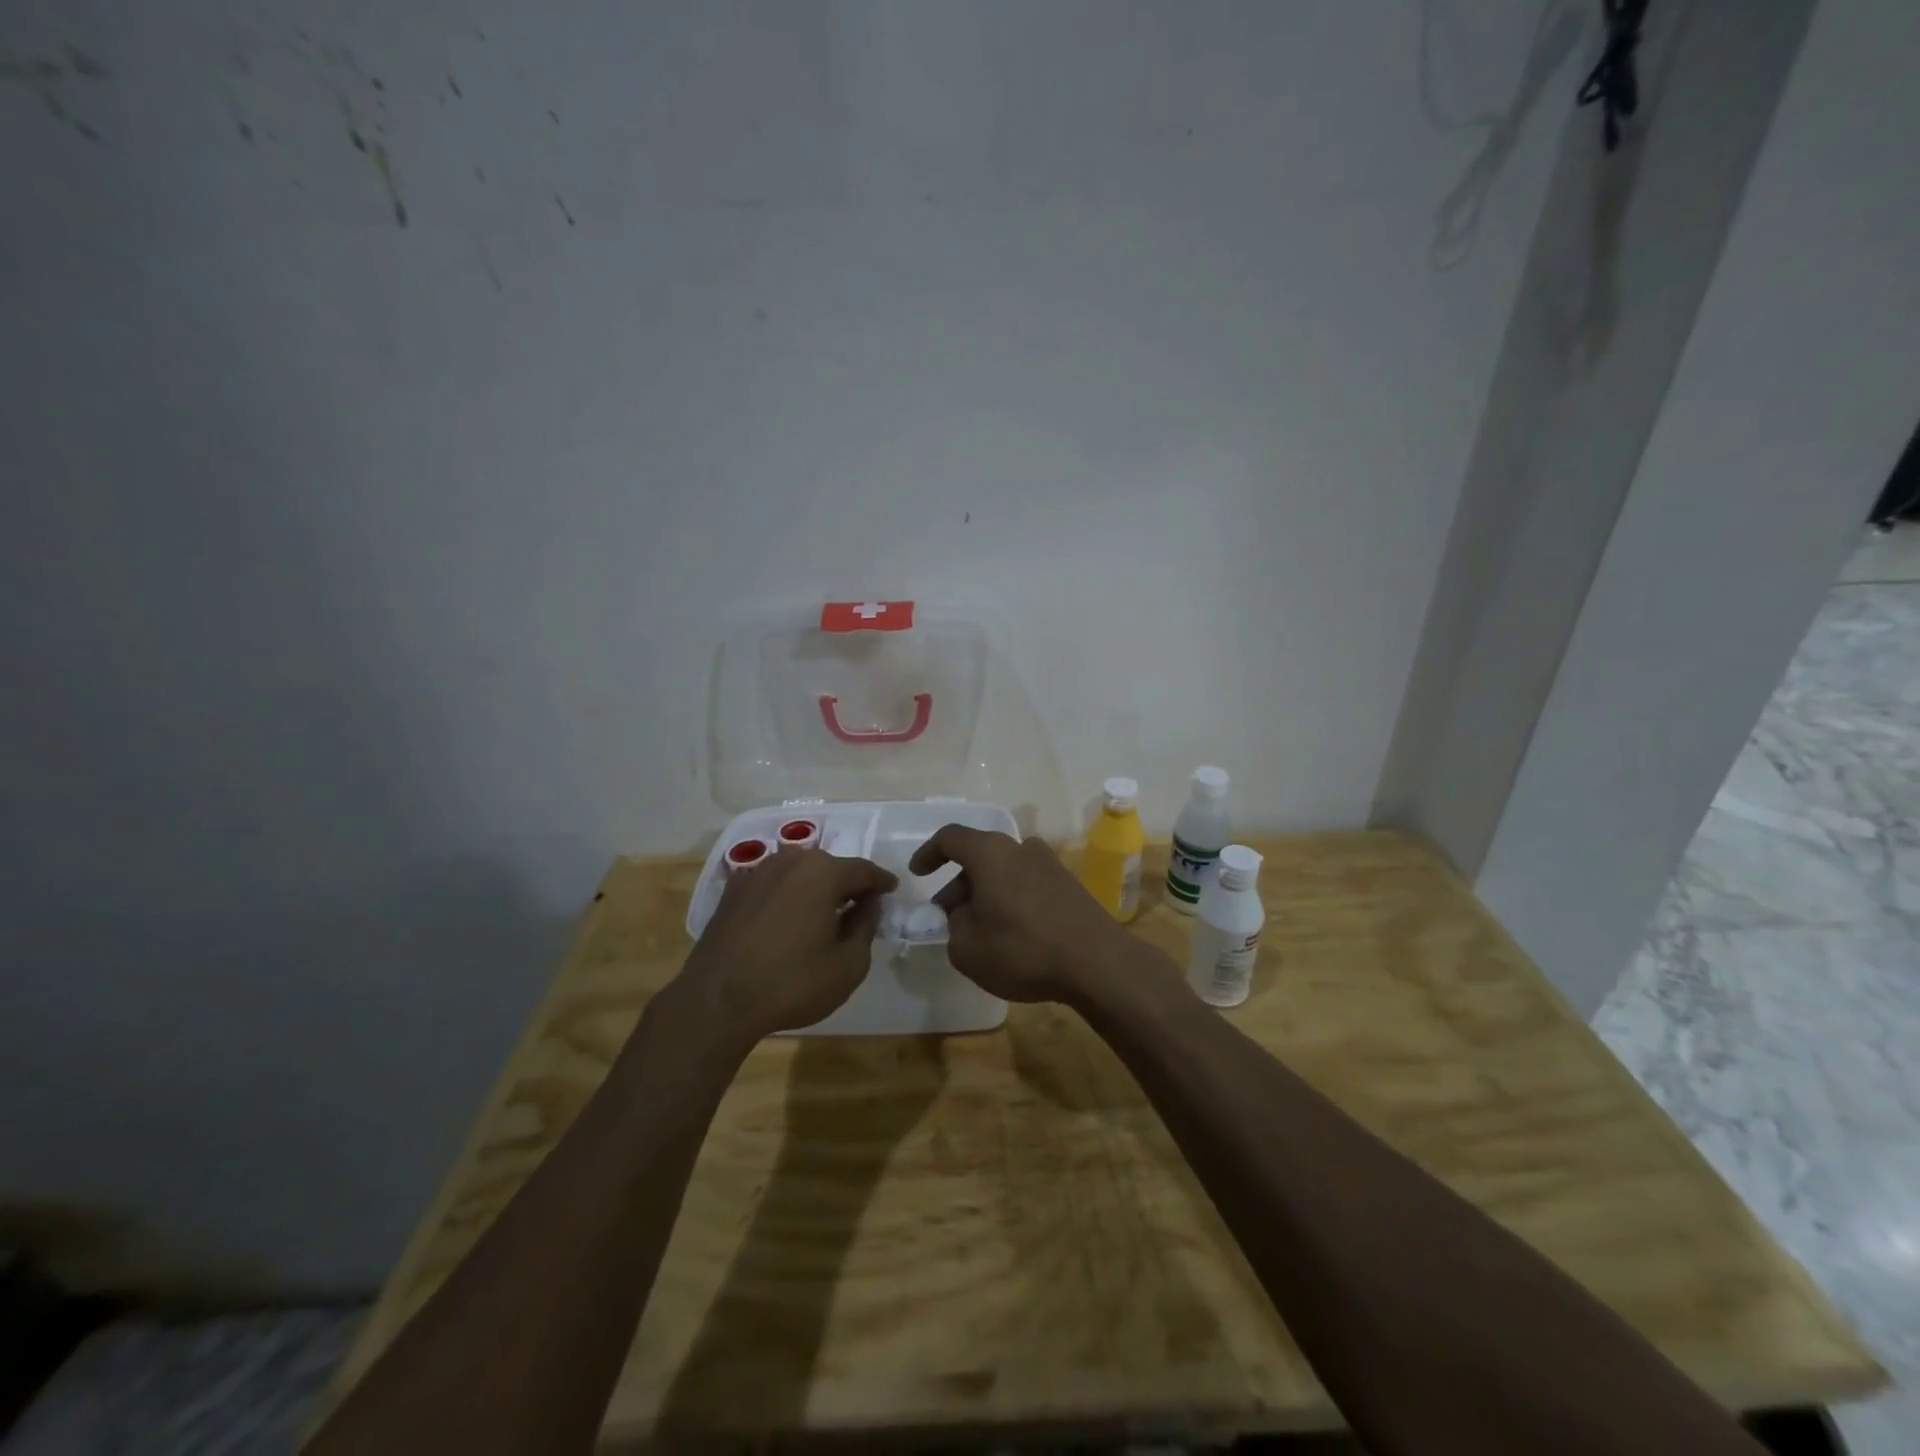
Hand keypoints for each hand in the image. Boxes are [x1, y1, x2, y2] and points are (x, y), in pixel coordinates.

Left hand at [678, 848, 896, 1041]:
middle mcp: (790, 861)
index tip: (892, 889)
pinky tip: (789, 919)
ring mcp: (757, 873)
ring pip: (799, 874)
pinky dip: (787, 896)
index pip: (863, 870)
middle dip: (847, 884)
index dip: (881, 882)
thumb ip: (866, 926)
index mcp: (823, 872)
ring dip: (816, 889)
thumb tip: (868, 904)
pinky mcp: (733, 891)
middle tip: (860, 905)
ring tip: (825, 913)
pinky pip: (773, 885)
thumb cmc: (792, 983)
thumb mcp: (849, 964)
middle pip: (830, 867)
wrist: (716, 1000)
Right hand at [908, 826, 1135, 1004]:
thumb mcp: (967, 948)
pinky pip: (1026, 882)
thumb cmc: (1022, 950)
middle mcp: (1020, 847)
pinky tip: (1011, 932)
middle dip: (958, 882)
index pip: (950, 837)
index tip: (918, 874)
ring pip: (1004, 869)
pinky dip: (1010, 898)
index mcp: (990, 853)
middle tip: (947, 914)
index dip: (929, 853)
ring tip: (978, 927)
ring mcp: (1049, 863)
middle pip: (979, 855)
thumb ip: (953, 926)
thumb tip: (963, 915)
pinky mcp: (1069, 883)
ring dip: (985, 891)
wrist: (1097, 962)